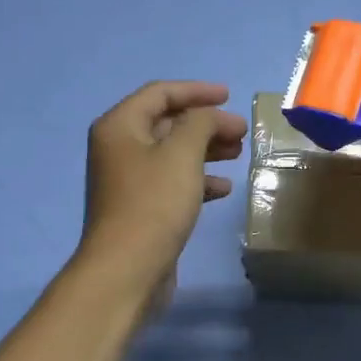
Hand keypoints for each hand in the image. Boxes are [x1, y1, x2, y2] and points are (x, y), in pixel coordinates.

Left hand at [78, 81, 247, 303]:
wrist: (127, 270)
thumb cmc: (153, 203)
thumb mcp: (182, 154)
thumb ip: (201, 123)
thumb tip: (212, 116)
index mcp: (119, 126)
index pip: (160, 93)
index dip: (196, 91)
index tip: (230, 96)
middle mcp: (119, 148)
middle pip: (167, 123)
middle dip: (205, 124)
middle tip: (241, 132)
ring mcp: (128, 180)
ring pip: (172, 154)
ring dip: (205, 150)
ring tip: (238, 154)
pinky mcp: (141, 208)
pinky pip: (172, 182)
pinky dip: (197, 179)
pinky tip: (223, 188)